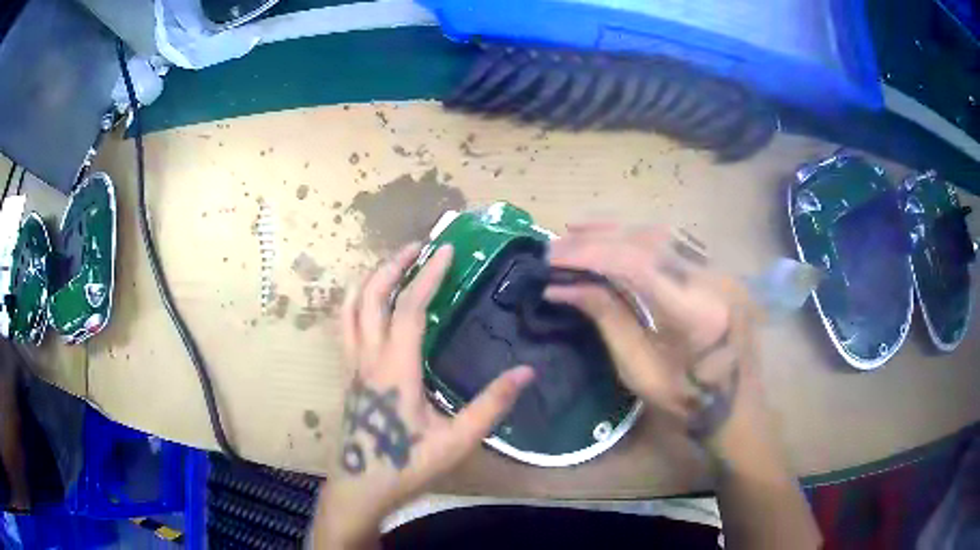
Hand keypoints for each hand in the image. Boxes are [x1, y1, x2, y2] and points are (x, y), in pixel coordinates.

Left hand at [315, 243, 533, 547]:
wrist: (361, 487)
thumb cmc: (407, 465)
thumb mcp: (456, 441)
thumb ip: (490, 406)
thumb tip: (526, 372)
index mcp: (395, 369)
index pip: (410, 309)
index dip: (427, 276)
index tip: (445, 251)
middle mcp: (368, 358)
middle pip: (371, 297)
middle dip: (392, 265)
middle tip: (417, 246)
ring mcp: (352, 366)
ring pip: (350, 309)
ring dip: (369, 279)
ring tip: (390, 264)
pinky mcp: (348, 375)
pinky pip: (345, 326)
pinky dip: (356, 302)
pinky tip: (369, 303)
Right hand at [545, 223, 761, 445]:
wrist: (737, 407)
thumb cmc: (688, 401)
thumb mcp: (640, 370)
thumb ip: (607, 319)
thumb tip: (563, 287)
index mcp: (697, 314)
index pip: (638, 266)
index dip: (591, 255)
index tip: (552, 258)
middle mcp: (713, 280)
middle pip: (648, 241)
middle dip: (597, 239)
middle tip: (556, 245)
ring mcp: (719, 270)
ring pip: (661, 234)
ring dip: (615, 230)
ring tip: (576, 230)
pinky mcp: (716, 270)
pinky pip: (673, 243)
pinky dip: (638, 236)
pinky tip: (614, 233)